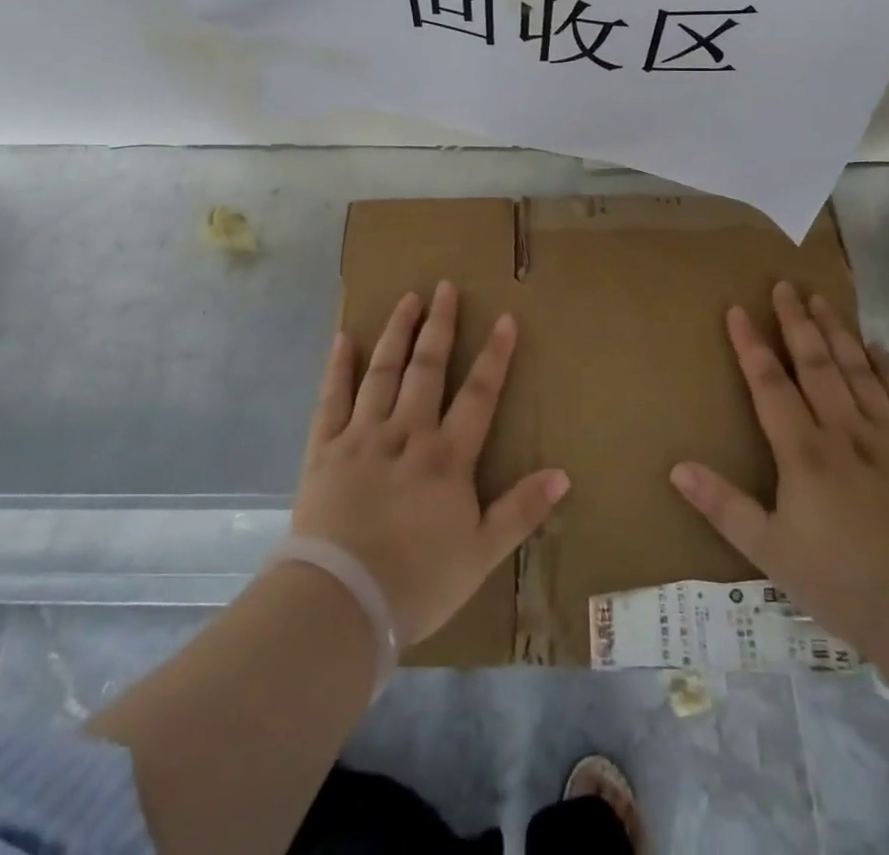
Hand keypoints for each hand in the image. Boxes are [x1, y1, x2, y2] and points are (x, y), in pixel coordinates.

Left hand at [292, 282, 570, 646]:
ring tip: (407, 299)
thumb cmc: (418, 581)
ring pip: (382, 372)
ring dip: (396, 333)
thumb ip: (521, 510)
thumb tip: (564, 473)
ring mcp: (362, 436)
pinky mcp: (324, 448)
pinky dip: (338, 367)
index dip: (494, 355)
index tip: (504, 317)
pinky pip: (331, 398)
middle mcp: (407, 433)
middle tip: (445, 286)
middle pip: (427, 368)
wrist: (341, 602)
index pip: (479, 394)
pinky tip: (343, 339)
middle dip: (439, 325)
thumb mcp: (482, 553)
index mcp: (447, 456)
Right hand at [670, 282, 888, 651]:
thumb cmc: (844, 583)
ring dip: (838, 332)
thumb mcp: (770, 552)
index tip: (738, 308)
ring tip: (823, 299)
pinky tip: (879, 348)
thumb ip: (723, 506)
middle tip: (785, 285)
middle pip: (816, 364)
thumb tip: (676, 467)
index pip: (770, 384)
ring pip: (859, 372)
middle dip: (797, 322)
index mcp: (803, 453)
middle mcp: (845, 432)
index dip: (751, 345)